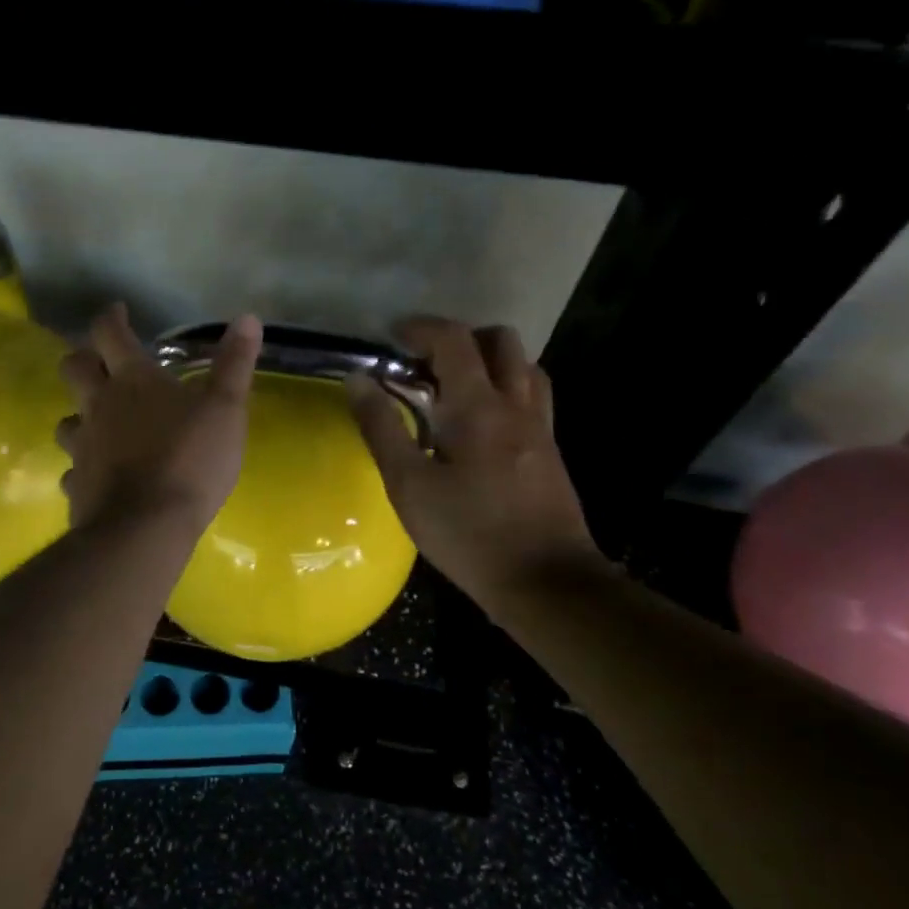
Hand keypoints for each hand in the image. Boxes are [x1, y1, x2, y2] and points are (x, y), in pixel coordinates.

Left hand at [56, 305, 262, 533]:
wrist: (146, 527)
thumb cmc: (190, 460)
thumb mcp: (225, 409)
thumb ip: (234, 364)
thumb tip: (248, 318)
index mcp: (132, 380)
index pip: (109, 333)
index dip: (110, 317)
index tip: (117, 311)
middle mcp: (98, 406)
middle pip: (73, 369)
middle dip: (84, 358)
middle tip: (102, 362)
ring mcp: (83, 447)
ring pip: (67, 421)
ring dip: (80, 415)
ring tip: (99, 422)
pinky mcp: (78, 486)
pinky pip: (73, 470)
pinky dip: (84, 467)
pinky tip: (100, 475)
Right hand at [346, 316, 600, 610]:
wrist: (544, 581)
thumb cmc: (468, 534)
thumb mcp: (409, 485)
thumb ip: (381, 427)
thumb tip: (357, 379)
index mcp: (478, 406)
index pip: (453, 340)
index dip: (421, 328)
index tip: (392, 337)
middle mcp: (516, 404)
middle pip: (500, 340)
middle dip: (460, 338)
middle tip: (425, 363)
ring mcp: (540, 426)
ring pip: (523, 366)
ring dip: (489, 361)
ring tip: (454, 388)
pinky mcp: (550, 450)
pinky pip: (532, 396)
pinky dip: (506, 388)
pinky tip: (482, 423)